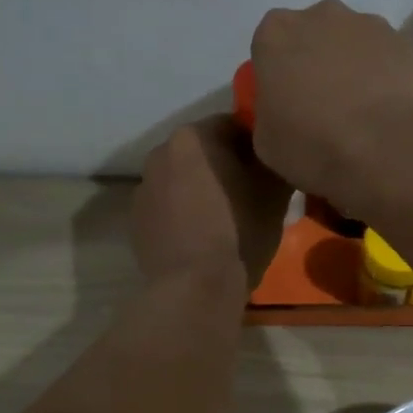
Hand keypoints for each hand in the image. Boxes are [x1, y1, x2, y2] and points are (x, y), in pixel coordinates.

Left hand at [133, 115, 290, 289]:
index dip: (257, 144)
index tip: (270, 168)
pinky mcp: (136, 220)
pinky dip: (185, 213)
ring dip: (204, 188)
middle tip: (252, 192)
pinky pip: (169, 206)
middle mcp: (160, 152)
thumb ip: (275, 160)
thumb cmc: (240, 231)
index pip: (234, 125)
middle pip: (204, 151)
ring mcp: (143, 187)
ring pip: (184, 179)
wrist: (196, 287)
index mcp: (194, 137)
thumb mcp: (276, 192)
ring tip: (227, 217)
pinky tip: (203, 237)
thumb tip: (275, 154)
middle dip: (227, 165)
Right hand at [249, 0, 412, 214]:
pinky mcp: (407, 42)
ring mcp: (369, 24)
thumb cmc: (314, 147)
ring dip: (355, 68)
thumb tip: (283, 114)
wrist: (390, 151)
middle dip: (317, 63)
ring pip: (354, 44)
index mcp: (276, 34)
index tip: (288, 106)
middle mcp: (321, 15)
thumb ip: (268, 115)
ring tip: (364, 113)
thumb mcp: (266, 144)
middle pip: (314, 36)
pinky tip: (391, 112)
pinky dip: (387, 78)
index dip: (278, 76)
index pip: (269, 47)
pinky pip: (388, 58)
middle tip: (325, 108)